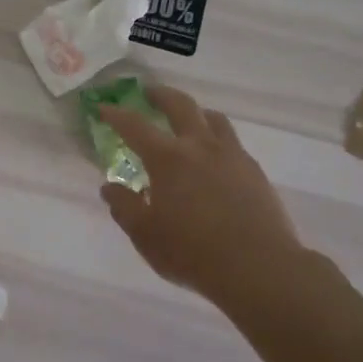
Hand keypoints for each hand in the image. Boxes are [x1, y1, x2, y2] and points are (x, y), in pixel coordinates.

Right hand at [98, 86, 302, 301]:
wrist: (259, 268)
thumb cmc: (192, 252)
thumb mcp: (145, 235)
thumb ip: (124, 207)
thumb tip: (110, 187)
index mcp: (168, 159)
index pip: (135, 126)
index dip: (116, 114)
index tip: (103, 107)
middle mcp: (200, 147)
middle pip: (180, 105)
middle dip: (160, 95)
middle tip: (148, 93)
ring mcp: (232, 156)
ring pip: (213, 119)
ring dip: (195, 112)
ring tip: (187, 119)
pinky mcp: (254, 171)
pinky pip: (232, 142)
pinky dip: (216, 138)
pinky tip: (213, 158)